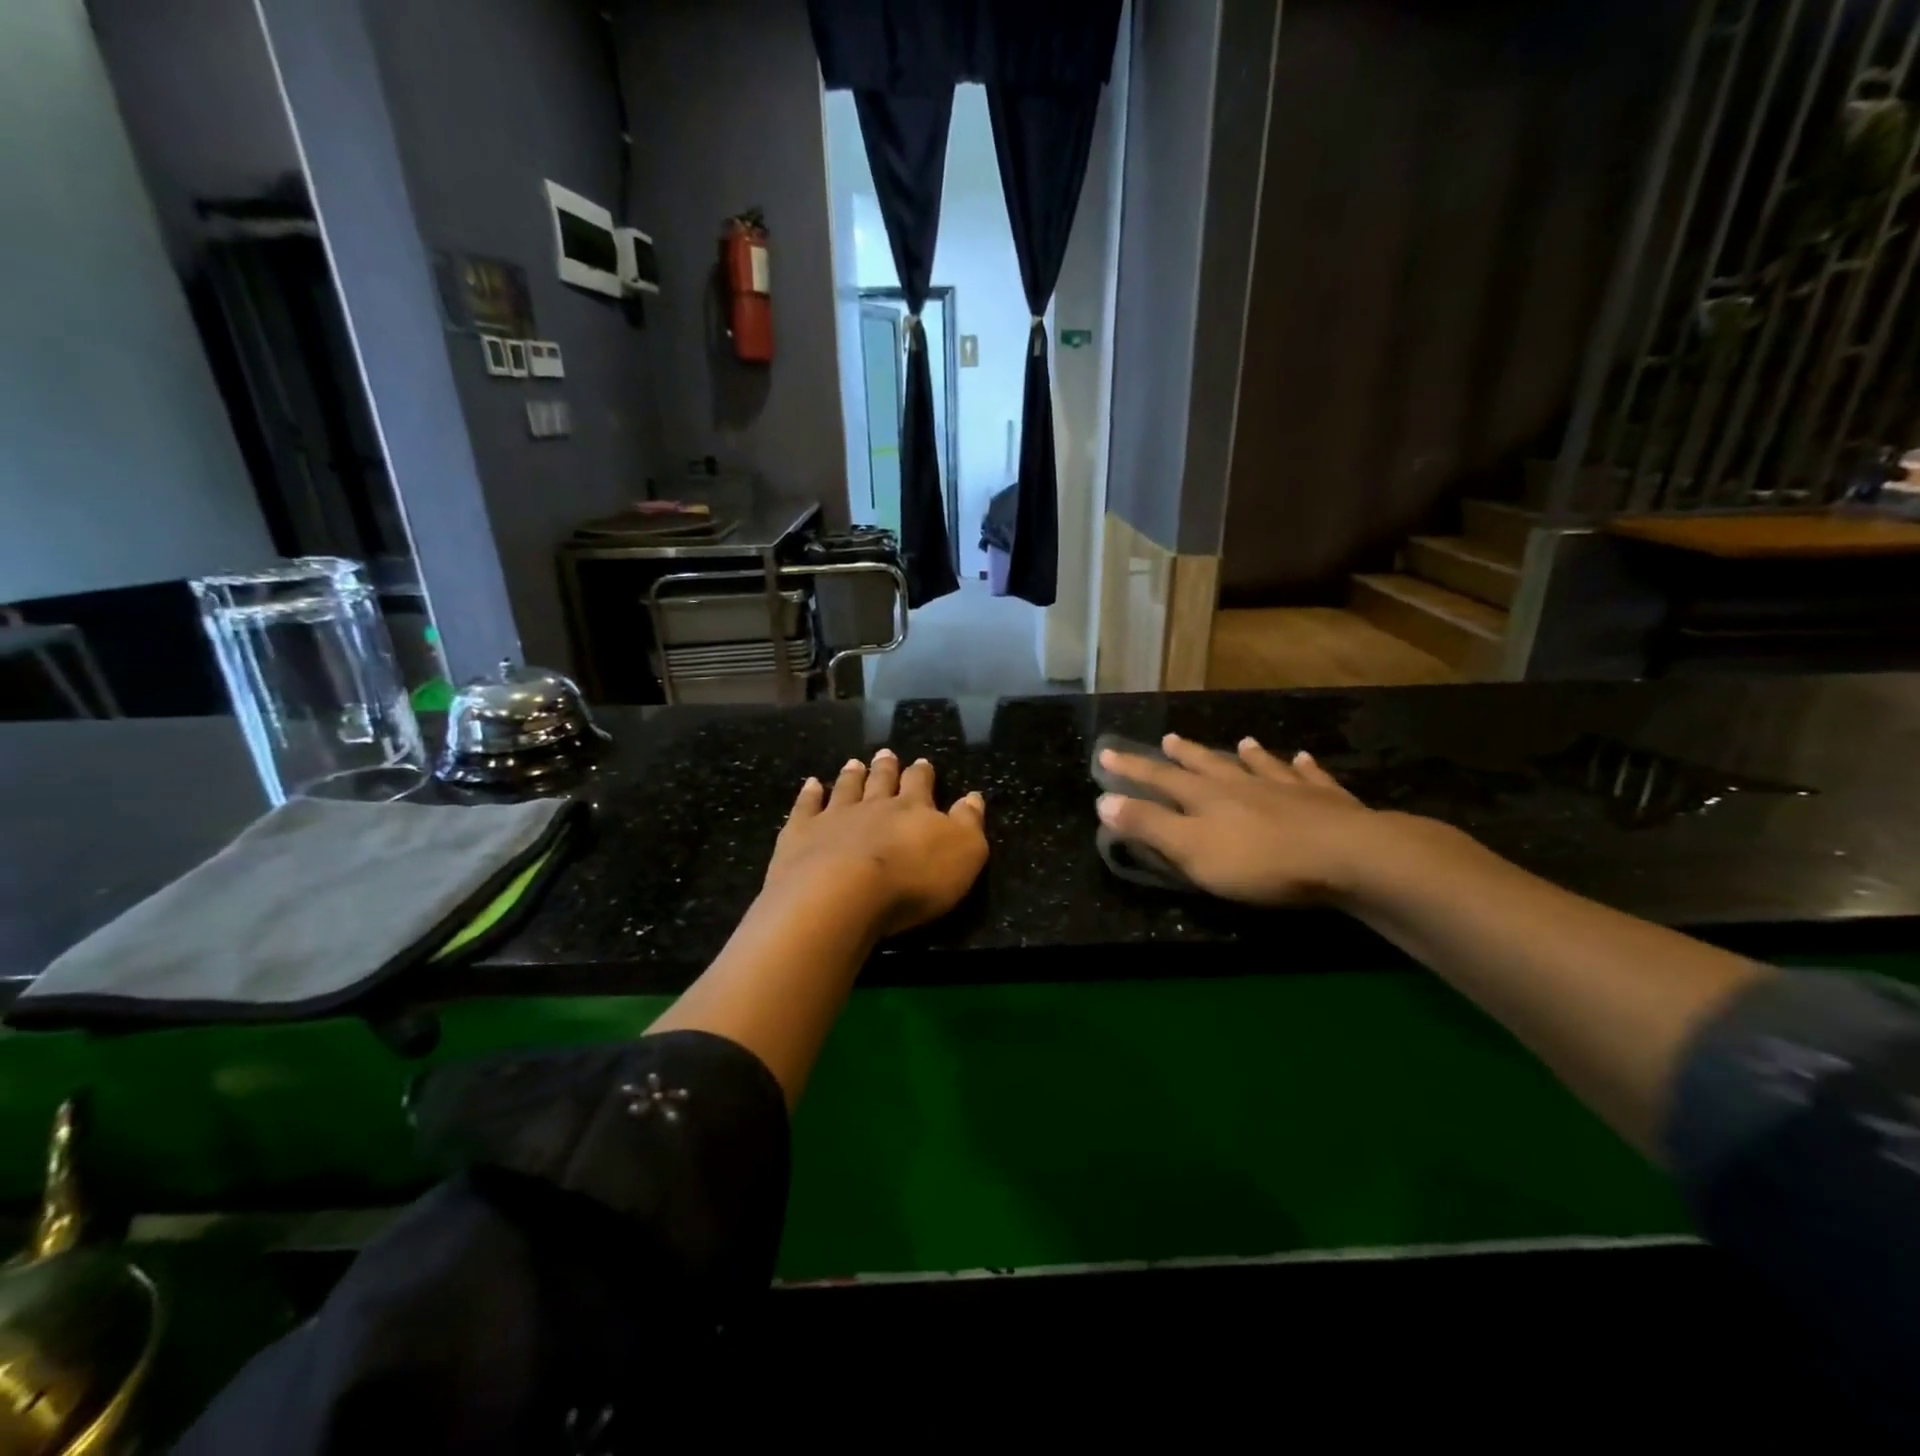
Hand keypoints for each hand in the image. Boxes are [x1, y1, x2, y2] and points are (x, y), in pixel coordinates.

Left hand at [764, 749, 987, 937]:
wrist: (841, 893)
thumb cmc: (913, 879)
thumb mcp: (963, 854)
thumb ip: (969, 823)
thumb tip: (974, 797)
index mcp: (914, 809)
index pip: (921, 784)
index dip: (923, 774)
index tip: (922, 762)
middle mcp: (874, 805)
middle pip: (882, 781)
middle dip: (886, 767)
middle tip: (886, 753)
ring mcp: (834, 817)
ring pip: (846, 789)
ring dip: (852, 775)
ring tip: (854, 762)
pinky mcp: (801, 833)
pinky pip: (806, 807)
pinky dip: (809, 794)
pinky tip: (811, 784)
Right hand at [1097, 734, 1388, 906]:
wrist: (1346, 856)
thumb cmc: (1259, 860)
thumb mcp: (1191, 849)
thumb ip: (1148, 825)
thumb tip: (1104, 799)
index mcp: (1205, 797)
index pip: (1159, 778)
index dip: (1131, 768)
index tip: (1107, 753)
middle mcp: (1242, 784)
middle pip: (1207, 764)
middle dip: (1184, 754)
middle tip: (1168, 738)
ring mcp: (1286, 789)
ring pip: (1260, 765)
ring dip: (1247, 755)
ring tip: (1241, 741)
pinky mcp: (1327, 801)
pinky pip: (1310, 777)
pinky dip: (1303, 767)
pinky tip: (1305, 759)